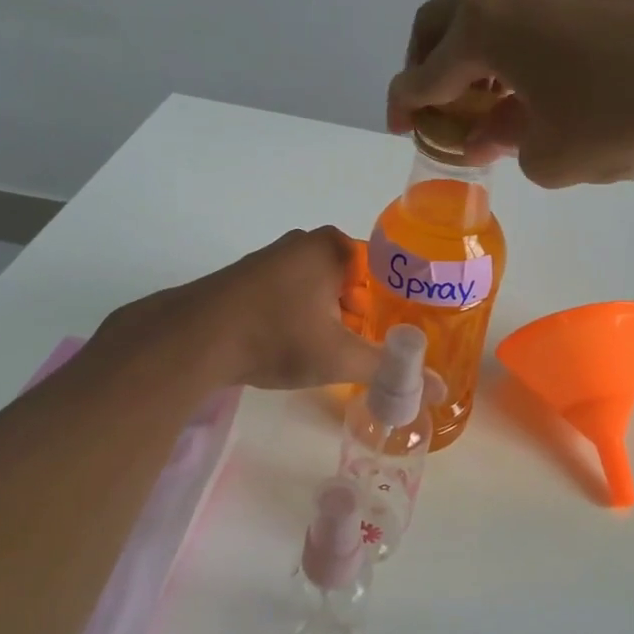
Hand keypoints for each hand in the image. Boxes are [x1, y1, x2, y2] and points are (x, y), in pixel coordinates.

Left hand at [93, 226, 383, 390]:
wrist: (193, 339)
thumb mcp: (339, 357)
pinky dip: (302, 317)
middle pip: (353, 281)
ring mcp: (273, 257)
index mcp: (334, 247)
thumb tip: (440, 390)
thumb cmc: (277, 336)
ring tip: (335, 354)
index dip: (396, 306)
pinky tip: (296, 347)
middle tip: (369, 350)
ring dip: (331, 319)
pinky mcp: (249, 278)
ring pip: (321, 289)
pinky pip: (292, 295)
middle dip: (363, 316)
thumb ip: (390, 370)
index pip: (385, 272)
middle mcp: (305, 242)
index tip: (400, 336)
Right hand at [387, 0, 633, 187]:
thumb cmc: (621, 119)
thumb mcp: (549, 155)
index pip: (420, 73)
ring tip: (490, 105)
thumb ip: (506, 144)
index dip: (403, 106)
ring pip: (487, 18)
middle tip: (438, 110)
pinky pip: (528, 18)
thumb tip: (494, 133)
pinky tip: (538, 86)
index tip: (401, 129)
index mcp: (481, 28)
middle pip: (441, 25)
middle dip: (429, 68)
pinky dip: (514, 50)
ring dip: (474, 58)